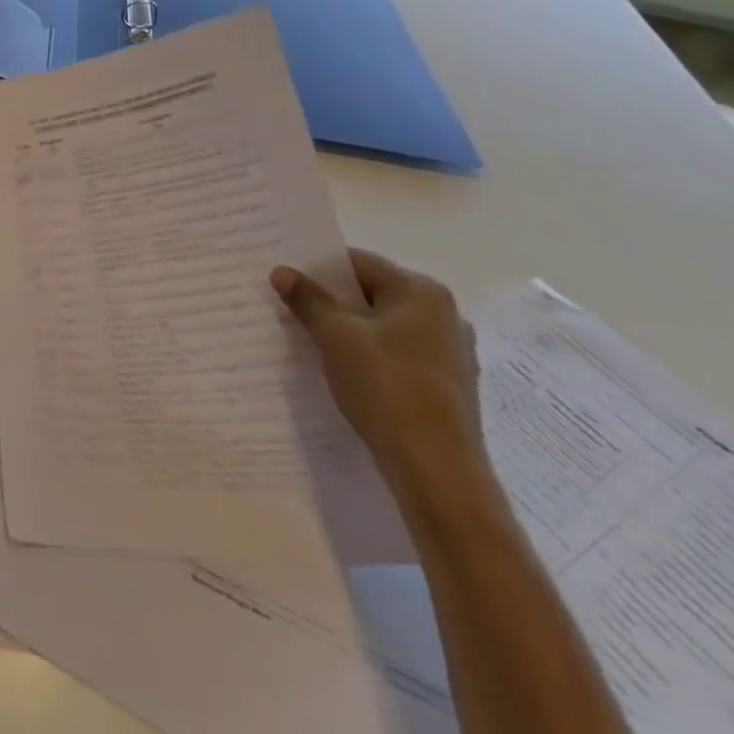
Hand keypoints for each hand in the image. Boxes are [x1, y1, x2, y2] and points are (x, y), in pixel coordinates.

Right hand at [272, 249, 489, 503]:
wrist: (438, 471)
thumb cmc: (387, 387)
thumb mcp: (335, 336)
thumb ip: (308, 299)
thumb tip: (281, 271)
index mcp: (422, 292)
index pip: (358, 263)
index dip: (319, 269)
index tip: (288, 282)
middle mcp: (445, 315)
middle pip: (373, 294)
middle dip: (334, 301)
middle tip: (294, 310)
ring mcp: (452, 353)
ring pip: (385, 327)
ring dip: (351, 331)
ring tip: (314, 343)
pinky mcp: (449, 386)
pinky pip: (399, 355)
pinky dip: (372, 357)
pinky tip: (347, 373)